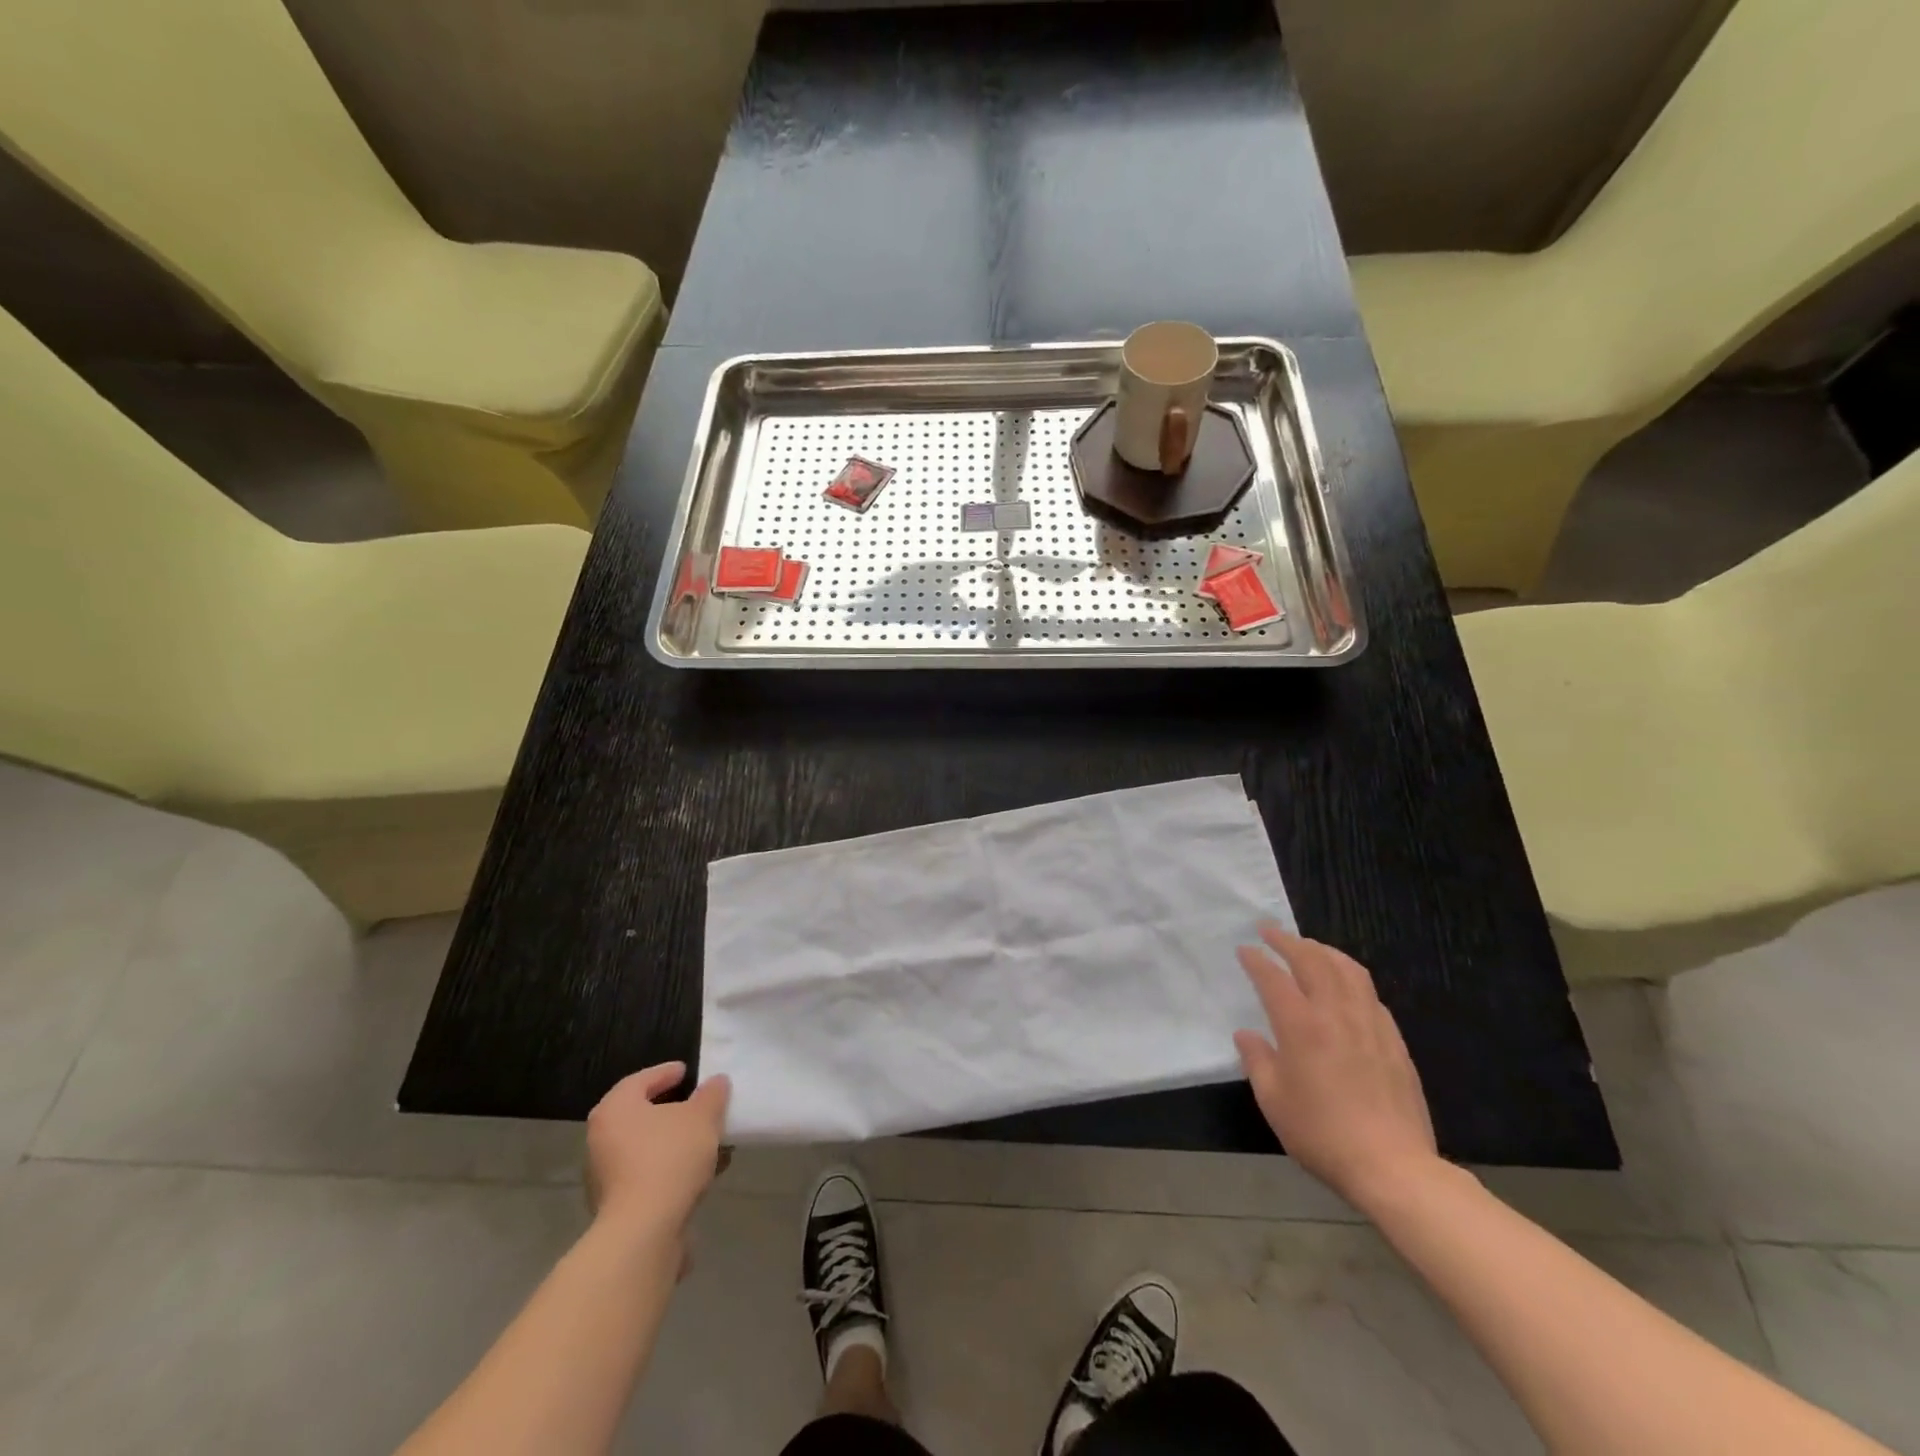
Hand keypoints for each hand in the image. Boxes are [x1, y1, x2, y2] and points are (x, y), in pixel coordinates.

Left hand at [585, 1062, 730, 1238]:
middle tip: (698, 1105)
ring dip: (676, 1143)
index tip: (687, 1072)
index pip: (640, 1080)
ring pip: (647, 1148)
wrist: (644, 1232)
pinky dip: (671, 1169)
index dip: (666, 1073)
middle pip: (641, 1115)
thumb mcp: (702, 1116)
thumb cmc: (669, 1158)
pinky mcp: (616, 1207)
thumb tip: (716, 1082)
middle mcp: (601, 1139)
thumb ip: (711, 1095)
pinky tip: (700, 1173)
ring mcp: (605, 1176)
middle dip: (673, 1111)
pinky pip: (648, 1175)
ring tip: (708, 1142)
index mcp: (615, 1109)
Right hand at [1233, 925, 1439, 1212]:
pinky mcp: (1393, 1040)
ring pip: (1348, 970)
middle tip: (1270, 930)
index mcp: (1301, 1026)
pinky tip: (1345, 985)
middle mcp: (1335, 1014)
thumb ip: (1257, 1061)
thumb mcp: (1273, 1101)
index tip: (1245, 949)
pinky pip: (1370, 994)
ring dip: (1324, 951)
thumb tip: (1247, 1034)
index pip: (1274, 978)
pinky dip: (1351, 977)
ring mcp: (1369, 1024)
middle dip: (1288, 941)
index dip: (1257, 960)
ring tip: (1309, 946)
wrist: (1392, 1166)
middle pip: (1313, 961)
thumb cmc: (1322, 1134)